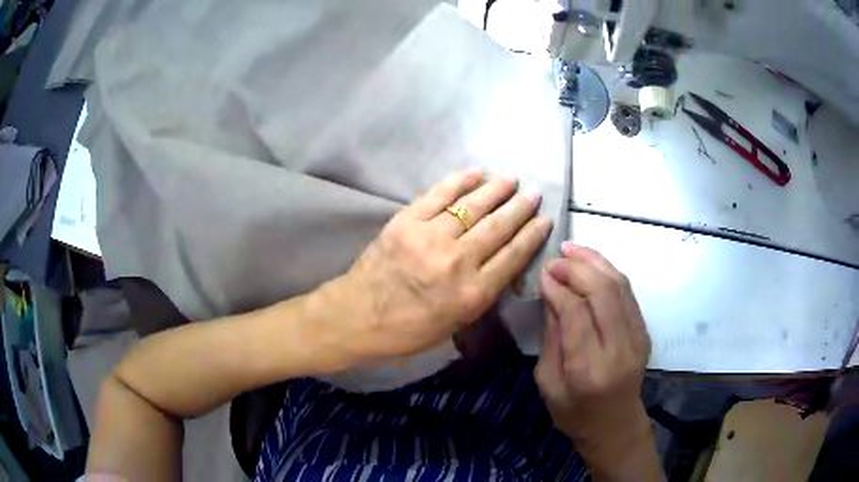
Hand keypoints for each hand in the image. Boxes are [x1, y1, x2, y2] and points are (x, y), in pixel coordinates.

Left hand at [317, 168, 552, 363]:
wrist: (358, 316)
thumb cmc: (409, 329)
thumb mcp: (456, 322)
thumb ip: (483, 292)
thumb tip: (502, 260)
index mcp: (473, 293)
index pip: (513, 256)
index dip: (533, 235)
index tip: (544, 219)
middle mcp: (457, 261)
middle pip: (498, 226)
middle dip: (520, 208)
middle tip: (534, 193)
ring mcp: (430, 237)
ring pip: (473, 206)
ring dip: (496, 190)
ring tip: (511, 179)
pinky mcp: (407, 221)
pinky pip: (439, 195)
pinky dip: (459, 181)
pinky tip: (476, 173)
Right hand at [535, 244, 658, 479]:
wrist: (615, 425)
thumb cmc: (574, 413)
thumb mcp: (548, 383)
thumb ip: (551, 338)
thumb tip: (551, 295)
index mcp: (589, 370)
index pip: (577, 314)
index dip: (559, 288)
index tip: (543, 274)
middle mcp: (619, 350)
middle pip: (603, 293)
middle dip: (577, 269)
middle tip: (556, 259)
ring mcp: (638, 338)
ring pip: (620, 287)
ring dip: (595, 263)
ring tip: (572, 249)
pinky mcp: (644, 332)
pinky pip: (628, 293)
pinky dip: (609, 272)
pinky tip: (592, 264)